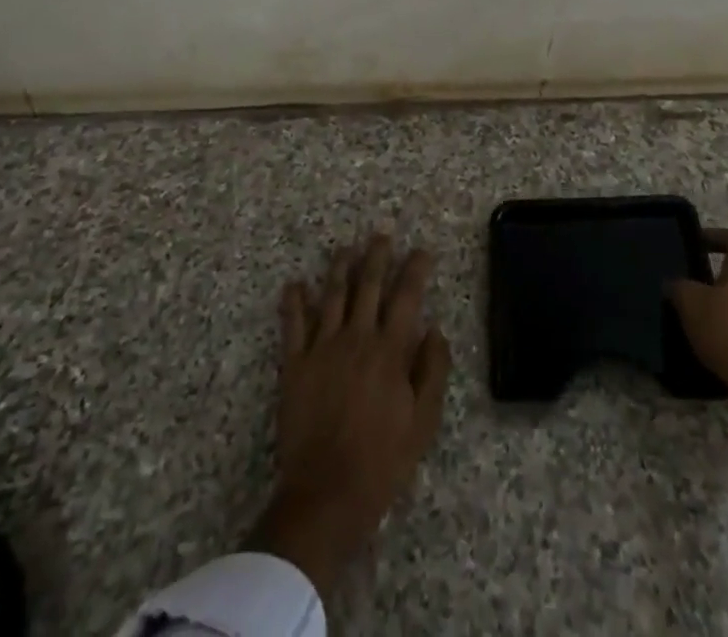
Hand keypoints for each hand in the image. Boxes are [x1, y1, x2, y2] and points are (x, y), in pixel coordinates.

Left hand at [249, 235, 451, 600]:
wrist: (326, 493)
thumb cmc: (382, 461)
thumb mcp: (423, 422)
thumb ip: (432, 371)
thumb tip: (434, 329)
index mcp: (390, 350)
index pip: (407, 297)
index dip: (416, 269)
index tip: (422, 250)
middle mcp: (357, 338)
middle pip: (368, 285)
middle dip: (377, 256)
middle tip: (382, 235)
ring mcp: (322, 348)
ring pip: (332, 295)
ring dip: (340, 268)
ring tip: (346, 248)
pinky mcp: (295, 365)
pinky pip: (293, 325)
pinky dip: (293, 302)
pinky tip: (295, 284)